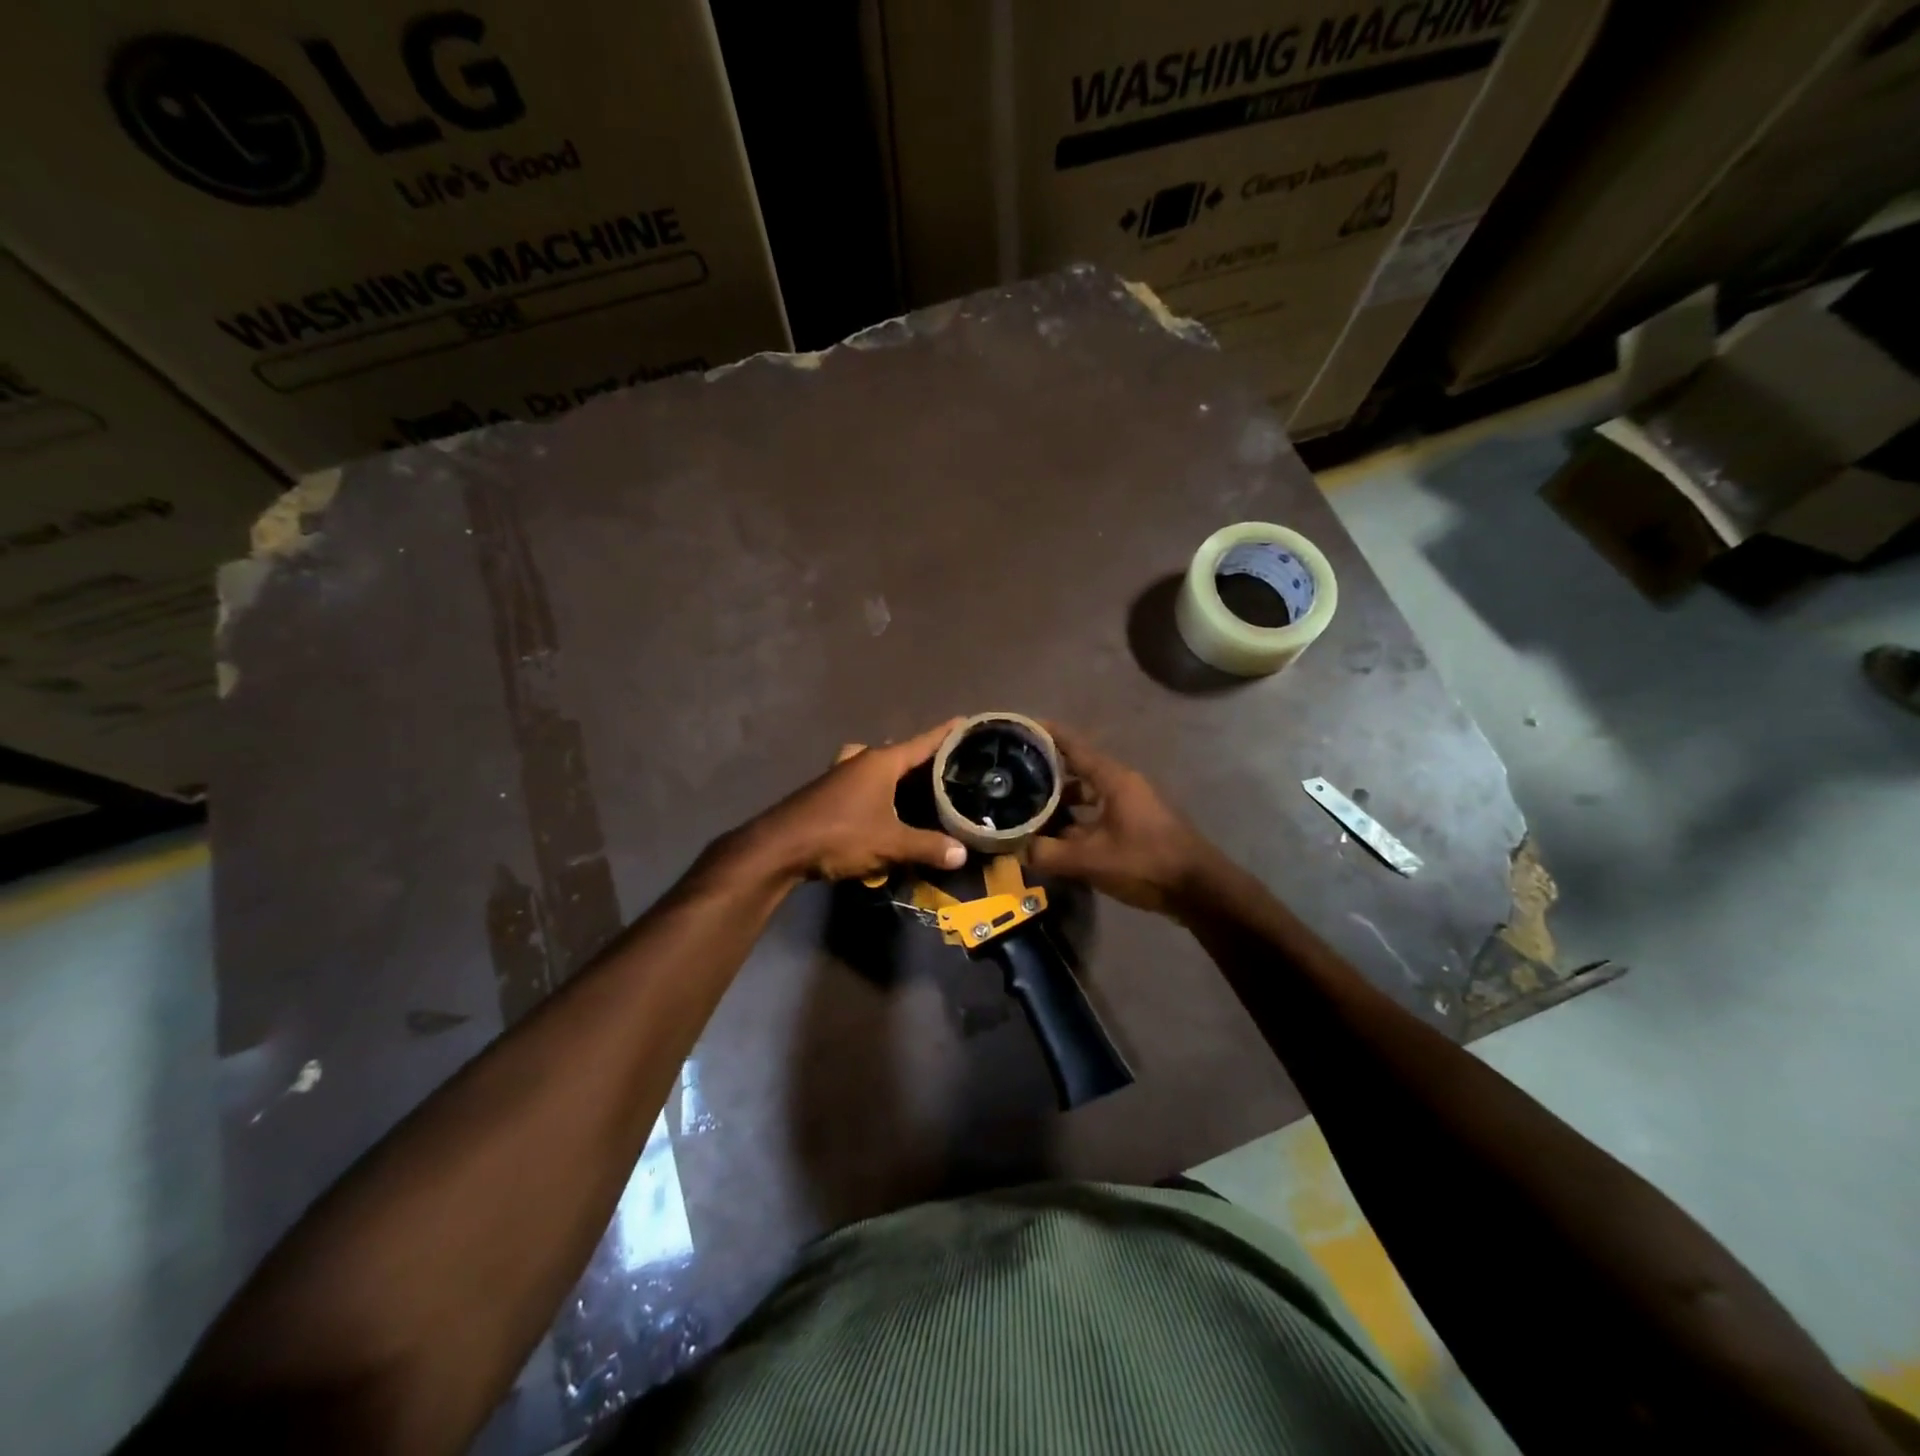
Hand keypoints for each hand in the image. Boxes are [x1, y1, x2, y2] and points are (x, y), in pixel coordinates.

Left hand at [746, 719, 968, 880]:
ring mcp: (839, 774)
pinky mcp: (826, 792)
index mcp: (880, 762)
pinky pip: (860, 781)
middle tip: (945, 765)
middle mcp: (860, 760)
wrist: (779, 847)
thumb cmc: (840, 834)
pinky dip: (876, 788)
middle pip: (898, 752)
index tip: (965, 720)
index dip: (945, 733)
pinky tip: (882, 808)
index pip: (922, 742)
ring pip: (875, 765)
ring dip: (894, 772)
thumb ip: (927, 847)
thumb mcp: (890, 843)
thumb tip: (961, 854)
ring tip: (915, 786)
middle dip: (920, 756)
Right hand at [1027, 722, 1218, 915]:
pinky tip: (1060, 837)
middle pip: (1079, 769)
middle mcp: (1123, 784)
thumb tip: (1018, 850)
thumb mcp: (1091, 860)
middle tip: (1015, 775)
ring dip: (1063, 800)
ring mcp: (1132, 805)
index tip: (1022, 727)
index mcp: (1114, 779)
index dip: (1049, 734)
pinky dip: (1078, 819)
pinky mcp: (1137, 825)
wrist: (1198, 889)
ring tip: (1032, 809)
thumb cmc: (1145, 862)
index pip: (1075, 746)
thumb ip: (1050, 853)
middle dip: (1048, 771)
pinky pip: (1099, 812)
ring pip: (1090, 793)